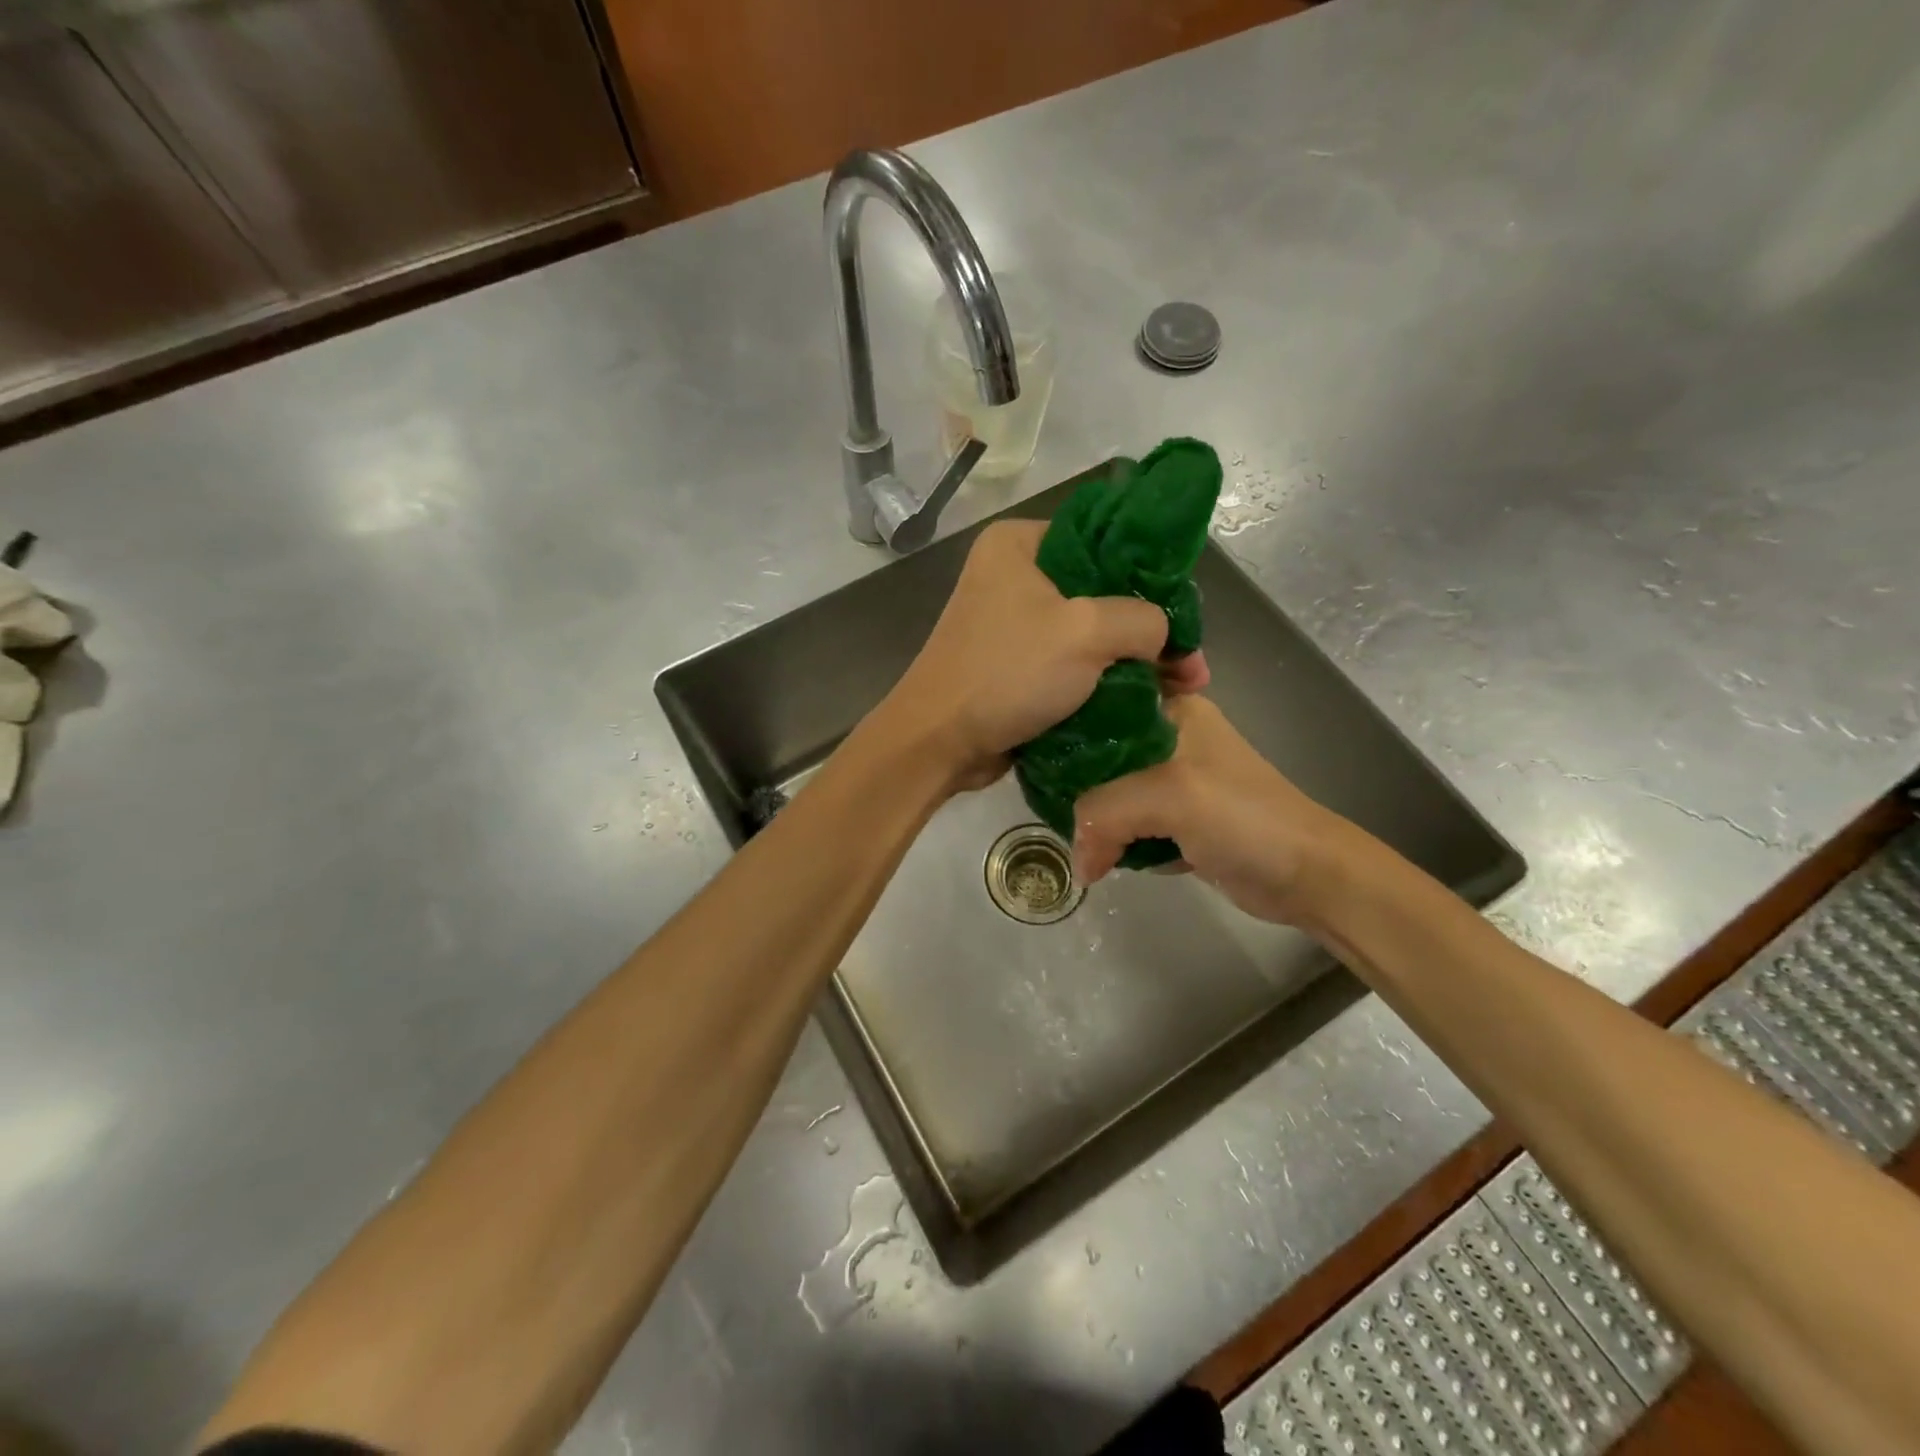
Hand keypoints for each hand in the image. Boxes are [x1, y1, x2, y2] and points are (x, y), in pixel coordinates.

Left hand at [882, 520, 1209, 789]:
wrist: (939, 741)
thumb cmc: (1008, 672)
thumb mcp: (1086, 632)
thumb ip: (1142, 619)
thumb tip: (1165, 636)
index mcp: (1020, 544)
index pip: (1106, 540)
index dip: (1152, 576)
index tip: (1187, 615)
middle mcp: (1014, 575)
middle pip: (1103, 592)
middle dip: (1149, 631)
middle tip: (1191, 665)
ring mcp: (1012, 623)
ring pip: (1090, 634)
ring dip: (1132, 662)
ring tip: (1180, 689)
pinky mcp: (1014, 665)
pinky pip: (1071, 664)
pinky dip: (1104, 681)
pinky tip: (1143, 701)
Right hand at [1071, 695, 1347, 923]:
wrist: (1308, 874)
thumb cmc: (1243, 817)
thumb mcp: (1167, 796)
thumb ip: (1104, 813)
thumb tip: (1078, 862)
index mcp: (1170, 710)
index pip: (1100, 706)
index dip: (1064, 732)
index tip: (1033, 760)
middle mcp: (1169, 738)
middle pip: (1100, 757)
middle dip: (1077, 789)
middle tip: (1046, 810)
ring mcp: (1175, 782)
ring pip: (1113, 795)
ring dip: (1098, 822)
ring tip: (1078, 842)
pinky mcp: (1179, 821)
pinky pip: (1131, 826)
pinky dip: (1119, 843)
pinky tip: (1108, 859)